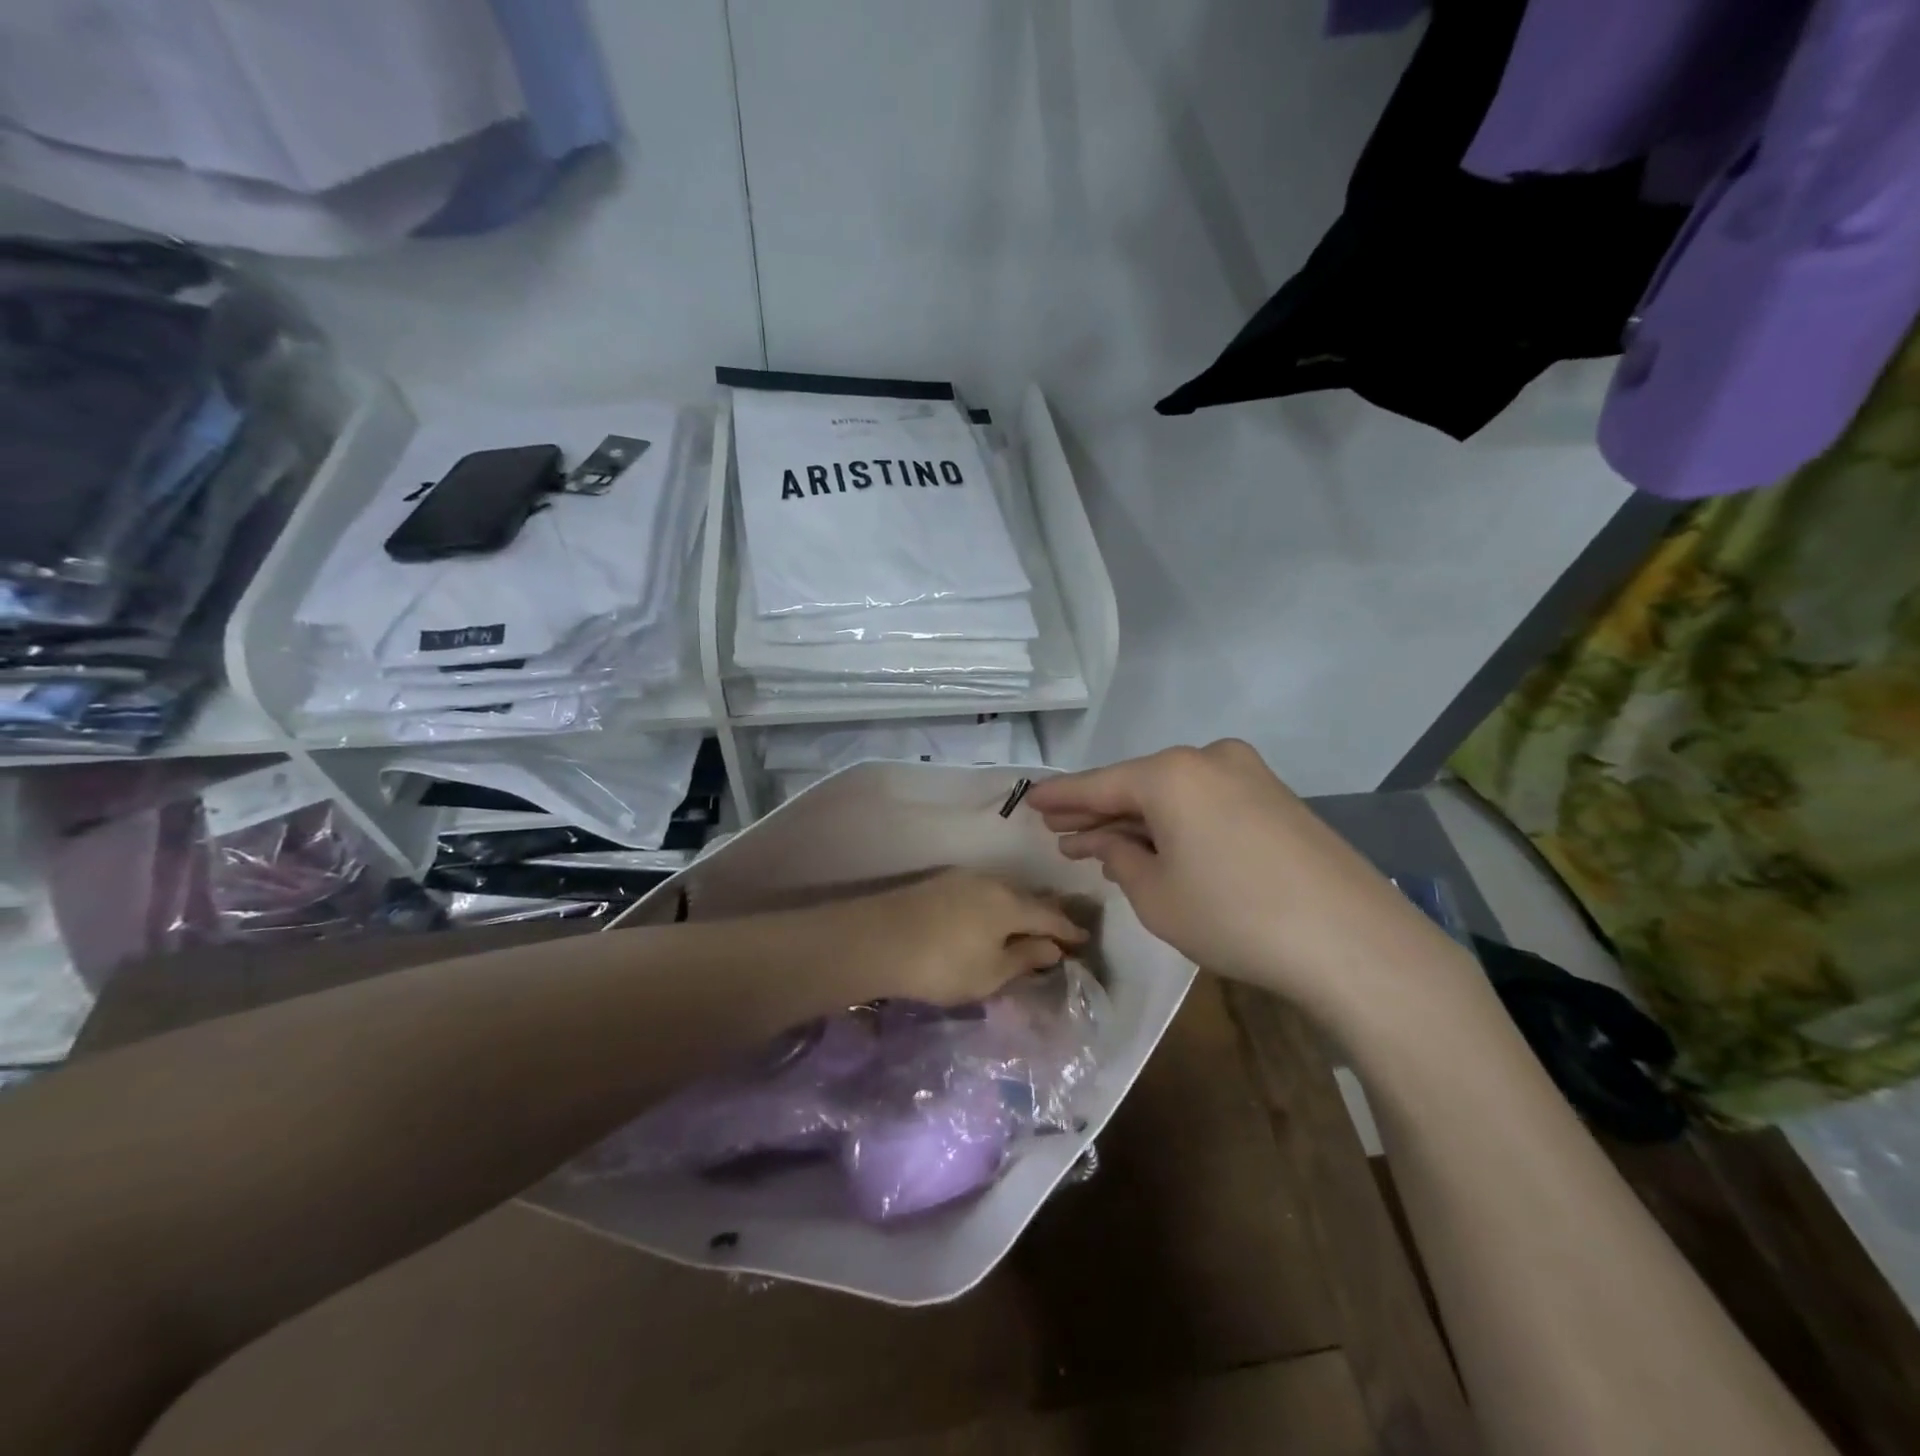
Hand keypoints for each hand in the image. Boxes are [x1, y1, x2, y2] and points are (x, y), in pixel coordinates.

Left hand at [827, 869, 1088, 1007]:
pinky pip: (981, 892)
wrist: (879, 939)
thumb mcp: (991, 973)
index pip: (1052, 916)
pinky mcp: (939, 882)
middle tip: (1059, 931)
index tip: (1084, 940)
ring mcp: (963, 878)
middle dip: (1047, 914)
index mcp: (1012, 904)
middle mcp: (993, 882)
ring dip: (1019, 908)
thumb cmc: (943, 964)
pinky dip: (994, 905)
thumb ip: (1025, 958)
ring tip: (1024, 925)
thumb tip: (1053, 947)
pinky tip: (988, 917)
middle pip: (1029, 898)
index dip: (1069, 930)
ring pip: (1004, 892)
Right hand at [1025, 741, 1467, 1017]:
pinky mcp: (1279, 799)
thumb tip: (1108, 843)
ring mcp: (1251, 775)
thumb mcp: (1157, 897)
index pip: (1099, 784)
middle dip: (1099, 812)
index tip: (1028, 801)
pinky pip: (1208, 802)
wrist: (1353, 942)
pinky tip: (1161, 845)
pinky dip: (1177, 822)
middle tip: (1061, 831)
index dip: (1060, 798)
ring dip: (1139, 819)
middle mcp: (1209, 759)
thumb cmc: (1235, 917)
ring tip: (1104, 843)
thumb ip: (1120, 859)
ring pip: (1175, 794)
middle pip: (1138, 785)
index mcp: (1171, 773)